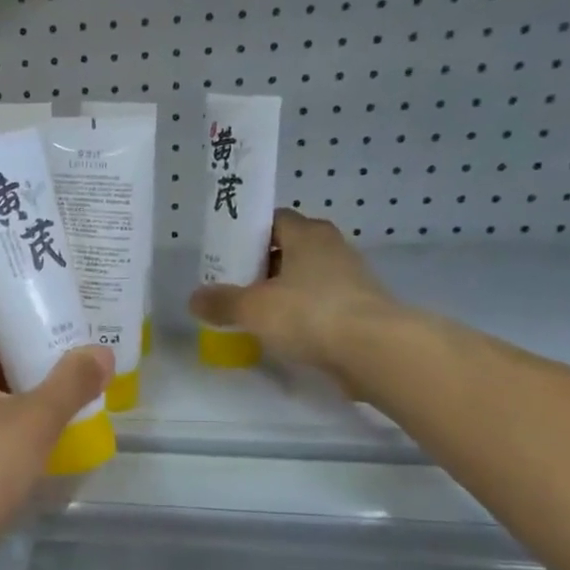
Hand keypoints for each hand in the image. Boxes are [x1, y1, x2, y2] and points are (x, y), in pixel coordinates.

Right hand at [188, 211, 402, 387]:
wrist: (374, 350)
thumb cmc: (309, 313)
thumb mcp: (253, 308)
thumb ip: (222, 302)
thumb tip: (195, 299)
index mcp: (308, 234)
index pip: (274, 220)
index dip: (248, 234)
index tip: (227, 255)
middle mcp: (332, 248)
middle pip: (289, 249)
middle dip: (262, 265)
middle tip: (234, 286)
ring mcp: (350, 279)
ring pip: (305, 278)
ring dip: (282, 291)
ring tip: (254, 313)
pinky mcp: (359, 308)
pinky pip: (320, 303)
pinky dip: (301, 313)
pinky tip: (283, 333)